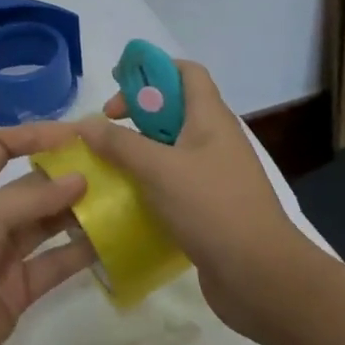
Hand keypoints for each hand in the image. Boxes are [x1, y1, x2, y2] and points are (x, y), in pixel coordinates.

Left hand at [0, 122, 94, 344]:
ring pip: (46, 225)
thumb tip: (81, 178)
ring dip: (78, 212)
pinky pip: (54, 264)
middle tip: (113, 168)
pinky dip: (80, 253)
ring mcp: (0, 254)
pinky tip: (112, 239)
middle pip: (29, 187)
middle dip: (65, 176)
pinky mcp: (18, 290)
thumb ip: (34, 198)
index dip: (32, 137)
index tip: (74, 134)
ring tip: (120, 198)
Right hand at [76, 60, 303, 335]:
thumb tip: (84, 124)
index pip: (186, 72)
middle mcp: (215, 140)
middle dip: (136, 113)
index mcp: (210, 118)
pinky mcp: (209, 206)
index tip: (117, 83)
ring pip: (170, 148)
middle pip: (173, 109)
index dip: (152, 69)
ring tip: (105, 163)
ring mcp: (214, 174)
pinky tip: (124, 198)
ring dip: (138, 150)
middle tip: (103, 130)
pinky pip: (173, 181)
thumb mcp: (158, 169)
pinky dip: (148, 182)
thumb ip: (119, 143)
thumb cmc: (211, 208)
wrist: (260, 275)